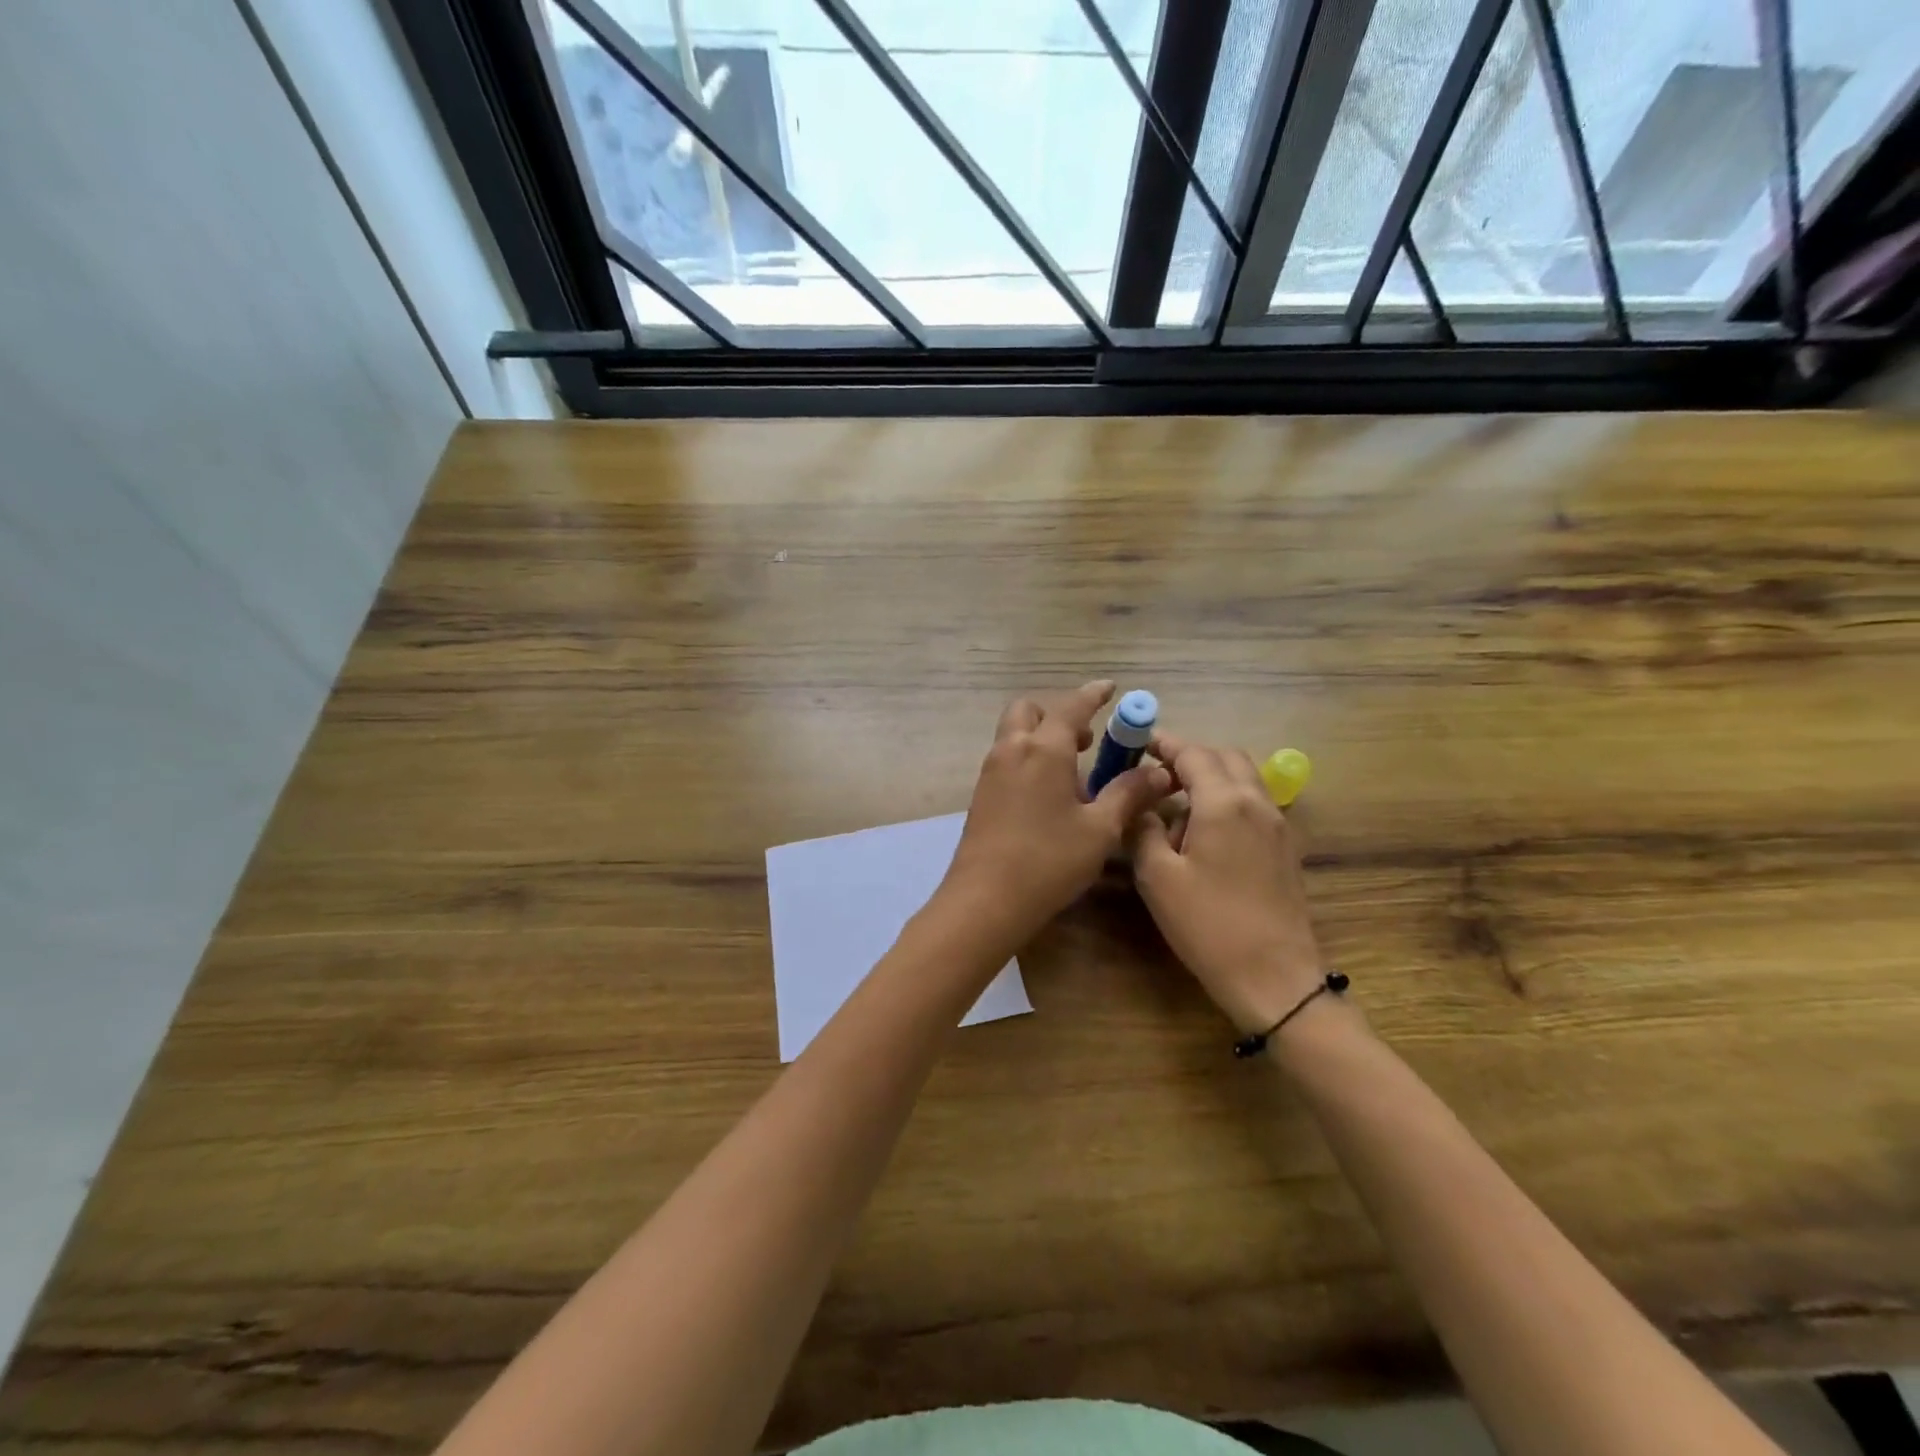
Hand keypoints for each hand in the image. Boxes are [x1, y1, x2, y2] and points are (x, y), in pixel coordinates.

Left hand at [942, 682, 1172, 944]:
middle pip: (1029, 711)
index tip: (1109, 688)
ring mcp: (990, 772)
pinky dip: (1028, 758)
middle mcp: (1012, 750)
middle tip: (1086, 739)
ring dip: (1041, 737)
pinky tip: (1048, 794)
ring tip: (1072, 771)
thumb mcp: (1100, 829)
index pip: (1071, 706)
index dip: (1093, 695)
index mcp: (1043, 749)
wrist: (985, 899)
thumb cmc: (1049, 860)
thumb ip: (1128, 794)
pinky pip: (1006, 759)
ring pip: (1014, 734)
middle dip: (1057, 714)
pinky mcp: (980, 795)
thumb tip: (1159, 772)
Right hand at [1131, 734, 1325, 1035]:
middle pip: (1225, 757)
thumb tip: (1141, 807)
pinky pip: (1255, 804)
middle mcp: (1257, 803)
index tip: (1138, 742)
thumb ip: (1143, 830)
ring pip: (1244, 779)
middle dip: (1190, 756)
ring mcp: (1278, 825)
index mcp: (1224, 803)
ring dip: (1212, 777)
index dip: (1164, 743)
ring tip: (1177, 805)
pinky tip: (1206, 833)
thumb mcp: (1158, 878)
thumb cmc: (1209, 925)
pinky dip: (1229, 799)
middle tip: (1157, 775)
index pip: (1193, 753)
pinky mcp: (1286, 848)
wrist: (1274, 977)